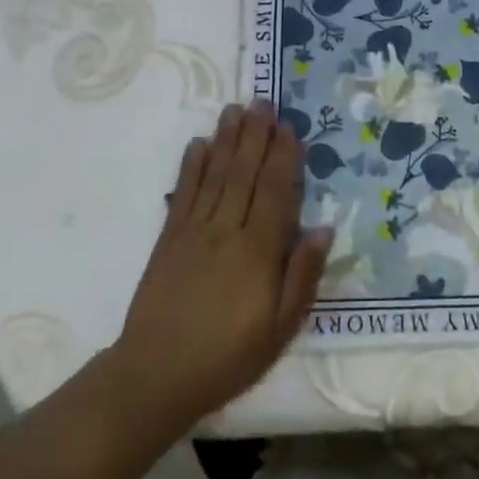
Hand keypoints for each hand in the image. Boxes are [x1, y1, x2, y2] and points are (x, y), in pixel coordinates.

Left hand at [108, 102, 328, 433]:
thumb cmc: (228, 356)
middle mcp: (227, 230)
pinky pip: (184, 194)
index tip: (289, 127)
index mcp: (258, 251)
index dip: (283, 157)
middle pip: (244, 174)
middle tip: (263, 101)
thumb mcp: (280, 328)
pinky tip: (199, 144)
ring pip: (216, 176)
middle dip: (255, 135)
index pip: (275, 192)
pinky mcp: (169, 239)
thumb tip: (322, 228)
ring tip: (235, 109)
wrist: (156, 376)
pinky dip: (192, 167)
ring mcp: (194, 232)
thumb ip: (302, 275)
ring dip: (227, 140)